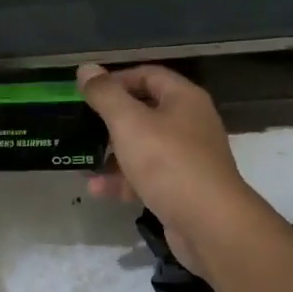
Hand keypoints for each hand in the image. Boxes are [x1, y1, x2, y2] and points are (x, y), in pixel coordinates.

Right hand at [76, 63, 259, 273]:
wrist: (209, 223)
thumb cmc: (168, 162)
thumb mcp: (129, 123)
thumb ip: (105, 95)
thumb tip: (85, 68)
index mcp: (184, 99)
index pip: (148, 75)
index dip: (117, 79)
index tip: (88, 92)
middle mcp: (190, 123)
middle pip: (146, 111)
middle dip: (112, 120)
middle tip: (83, 125)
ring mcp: (189, 158)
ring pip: (145, 147)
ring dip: (113, 153)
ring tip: (84, 160)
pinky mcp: (183, 188)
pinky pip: (148, 176)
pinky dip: (124, 180)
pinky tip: (97, 189)